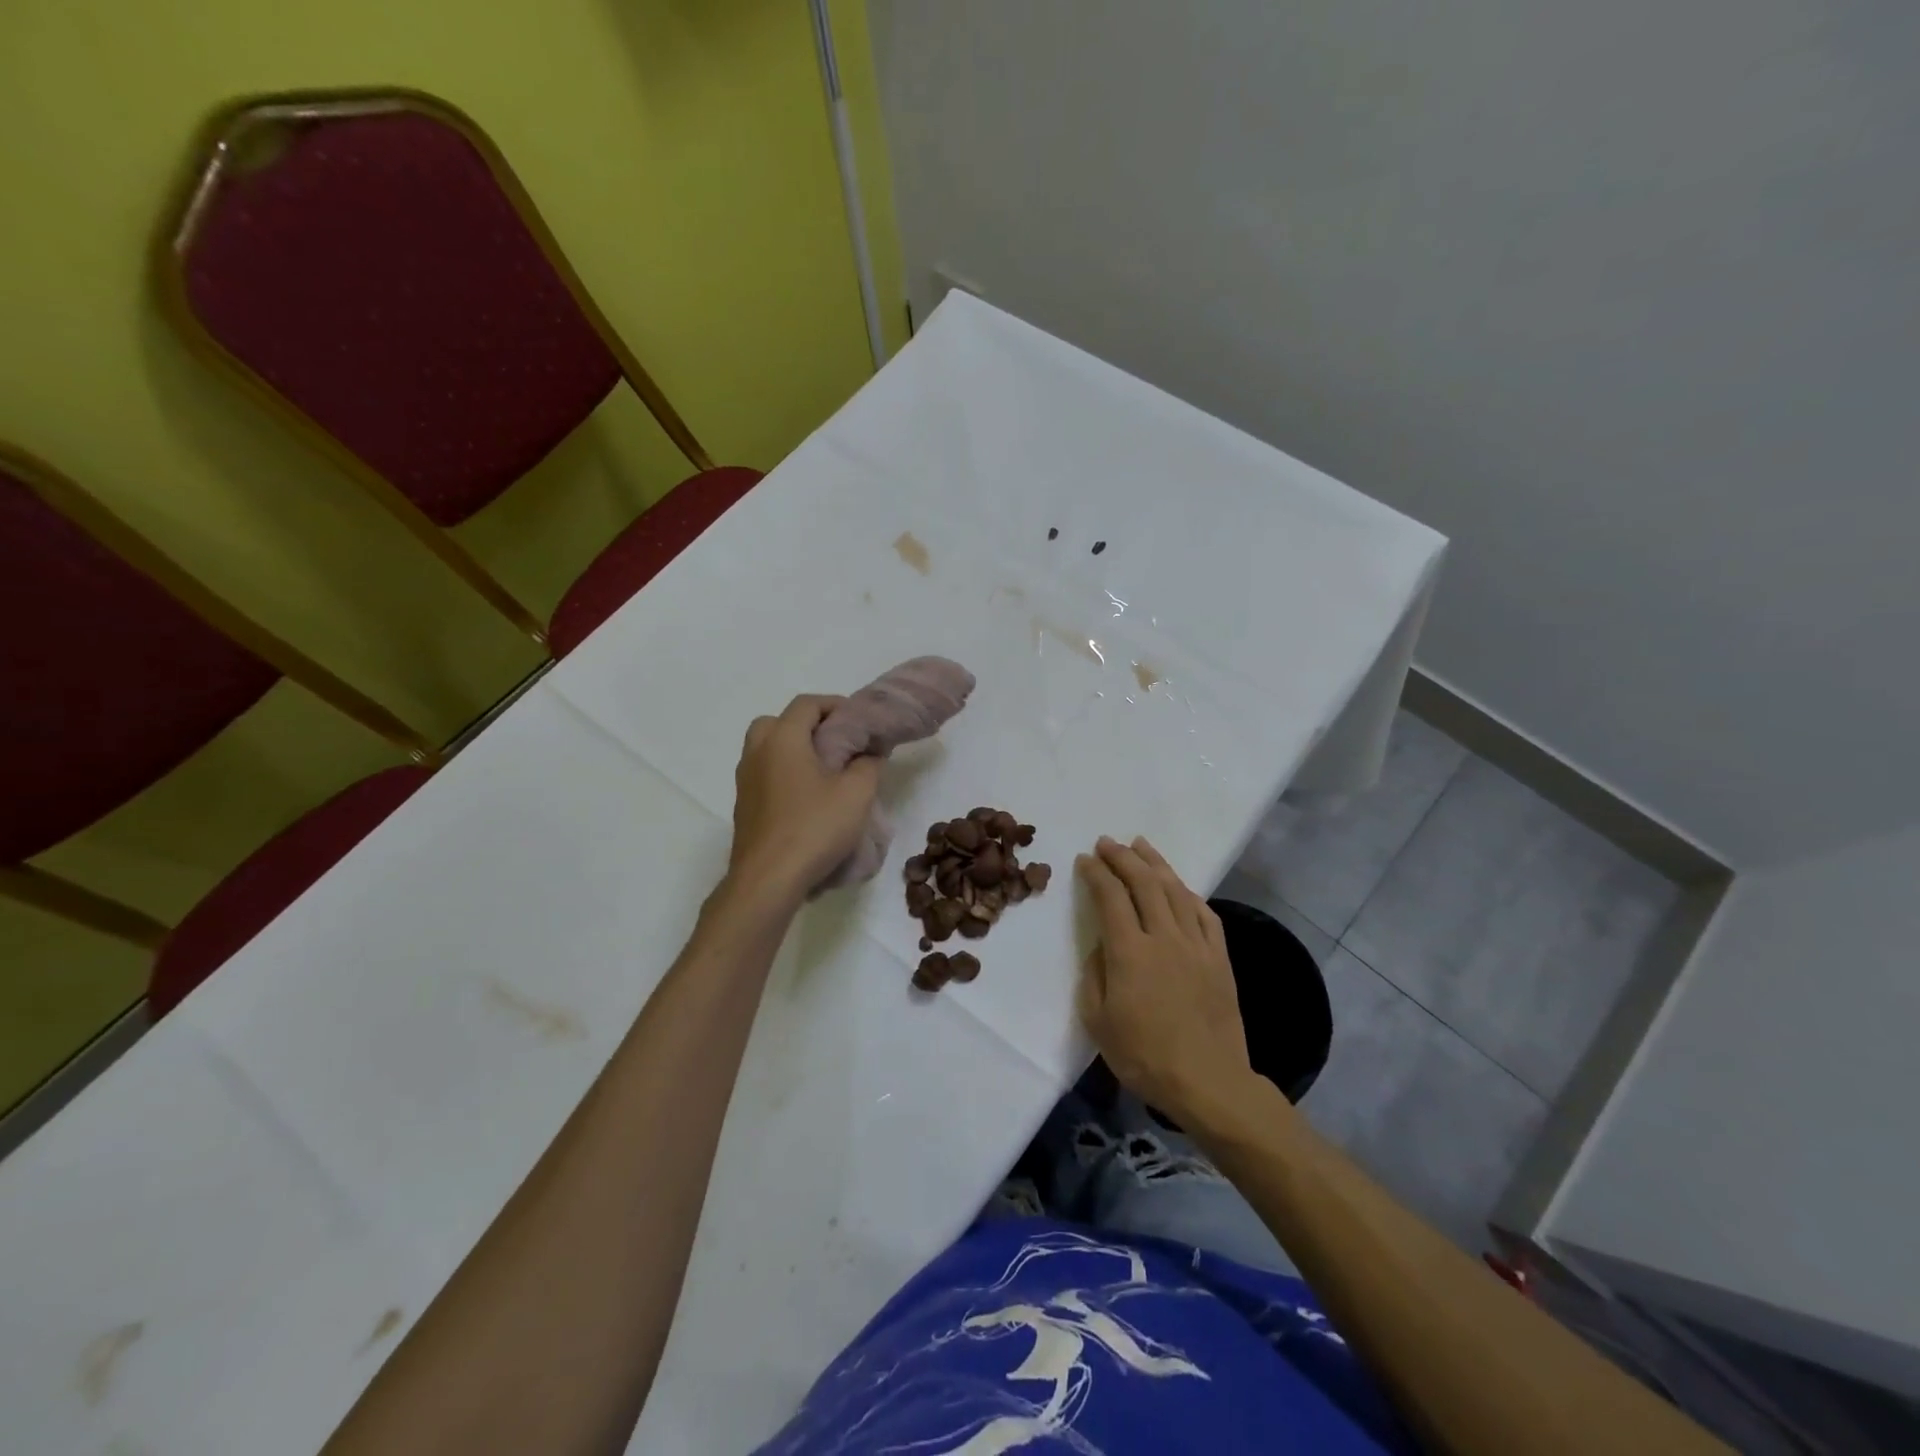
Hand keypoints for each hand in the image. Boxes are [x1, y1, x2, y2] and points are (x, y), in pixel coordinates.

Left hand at [728, 695, 881, 900]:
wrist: (768, 879)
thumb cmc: (814, 828)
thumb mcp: (857, 794)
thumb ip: (867, 765)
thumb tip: (869, 753)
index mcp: (782, 739)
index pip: (807, 704)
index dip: (835, 705)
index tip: (858, 721)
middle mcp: (757, 752)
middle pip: (779, 721)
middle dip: (809, 725)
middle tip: (836, 743)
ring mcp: (745, 780)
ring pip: (768, 748)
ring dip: (794, 750)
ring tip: (825, 771)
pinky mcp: (744, 806)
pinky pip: (764, 774)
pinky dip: (784, 773)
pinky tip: (807, 798)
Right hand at [1075, 836, 1254, 1126]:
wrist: (1208, 1082)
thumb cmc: (1144, 1056)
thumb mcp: (1098, 1021)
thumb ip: (1094, 975)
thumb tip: (1102, 946)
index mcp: (1130, 951)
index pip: (1110, 896)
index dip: (1096, 873)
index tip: (1085, 859)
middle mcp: (1164, 937)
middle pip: (1144, 883)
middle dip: (1122, 857)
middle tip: (1107, 842)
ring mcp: (1196, 945)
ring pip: (1176, 890)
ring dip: (1156, 864)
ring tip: (1141, 845)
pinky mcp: (1219, 958)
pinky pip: (1205, 914)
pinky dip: (1189, 893)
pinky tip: (1180, 886)